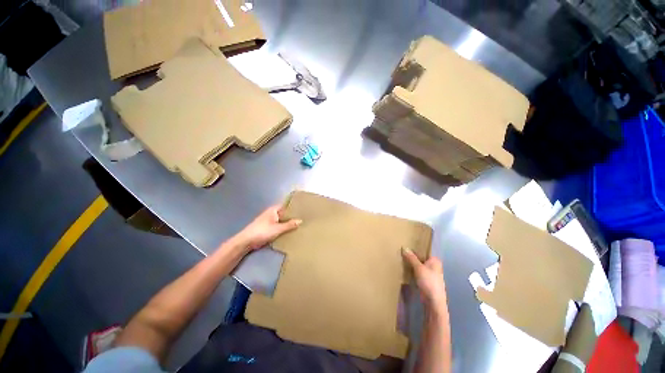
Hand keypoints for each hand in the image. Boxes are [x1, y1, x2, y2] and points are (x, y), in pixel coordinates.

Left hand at [235, 205, 301, 249]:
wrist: (246, 241)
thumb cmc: (262, 231)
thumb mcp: (278, 228)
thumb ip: (289, 225)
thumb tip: (301, 220)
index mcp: (274, 210)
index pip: (286, 205)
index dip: (294, 207)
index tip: (303, 209)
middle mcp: (272, 213)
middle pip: (285, 213)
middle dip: (292, 216)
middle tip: (304, 218)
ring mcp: (269, 221)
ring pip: (282, 220)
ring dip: (288, 223)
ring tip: (300, 225)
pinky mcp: (268, 228)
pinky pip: (279, 226)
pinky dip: (284, 228)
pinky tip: (291, 231)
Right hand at [402, 248, 446, 310]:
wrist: (433, 302)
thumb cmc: (429, 282)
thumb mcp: (418, 268)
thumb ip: (411, 258)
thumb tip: (404, 247)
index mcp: (435, 260)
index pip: (424, 251)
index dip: (415, 248)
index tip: (406, 246)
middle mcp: (434, 265)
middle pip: (421, 258)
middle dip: (412, 257)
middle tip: (401, 252)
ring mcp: (430, 274)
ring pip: (419, 266)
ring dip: (412, 264)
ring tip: (401, 259)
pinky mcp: (426, 281)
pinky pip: (418, 272)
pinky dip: (413, 271)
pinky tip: (406, 269)